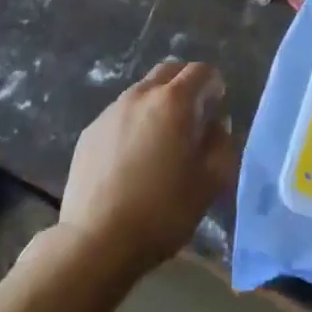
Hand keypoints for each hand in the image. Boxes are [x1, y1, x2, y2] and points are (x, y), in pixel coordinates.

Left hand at [58, 60, 238, 280]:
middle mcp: (141, 95)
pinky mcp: (89, 131)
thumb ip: (222, 145)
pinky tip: (131, 157)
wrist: (95, 241)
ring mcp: (111, 111)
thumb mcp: (209, 183)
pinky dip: (133, 122)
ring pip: (142, 91)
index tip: (217, 105)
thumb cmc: (161, 211)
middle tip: (192, 115)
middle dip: (185, 84)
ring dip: (157, 103)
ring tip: (160, 139)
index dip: (213, 83)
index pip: (201, 70)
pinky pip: (120, 114)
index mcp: (174, 101)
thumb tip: (217, 125)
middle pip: (169, 71)